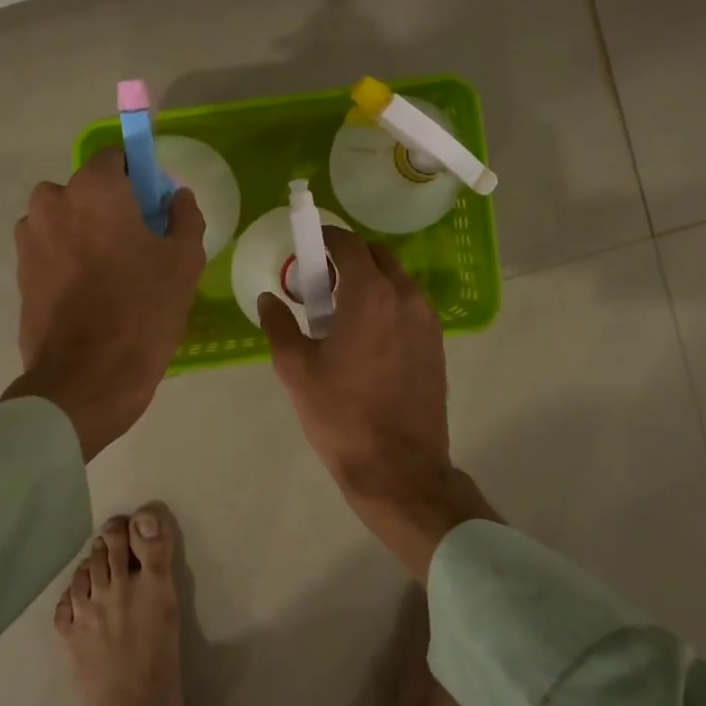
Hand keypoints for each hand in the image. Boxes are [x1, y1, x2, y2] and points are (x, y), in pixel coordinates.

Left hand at [3, 147, 205, 459]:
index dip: (140, 179)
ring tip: (114, 276)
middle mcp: (52, 202)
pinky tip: (93, 295)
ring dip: (88, 234)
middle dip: (112, 208)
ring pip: (67, 221)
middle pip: (88, 190)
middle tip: (140, 247)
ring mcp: (29, 238)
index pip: (117, 158)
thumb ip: (185, 217)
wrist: (85, 379)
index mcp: (94, 189)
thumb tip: (176, 197)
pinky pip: (52, 251)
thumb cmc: (141, 312)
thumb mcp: (184, 262)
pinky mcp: (19, 272)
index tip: (156, 209)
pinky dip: (70, 261)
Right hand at [258, 227, 493, 576]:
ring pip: (397, 282)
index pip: (349, 245)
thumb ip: (280, 325)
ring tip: (342, 313)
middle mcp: (406, 297)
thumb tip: (268, 299)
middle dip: (349, 258)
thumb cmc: (341, 415)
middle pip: (378, 257)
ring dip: (370, 282)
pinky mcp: (437, 345)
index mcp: (371, 295)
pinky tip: (367, 337)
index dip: (325, 238)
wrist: (398, 467)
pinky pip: (410, 308)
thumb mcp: (296, 369)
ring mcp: (428, 321)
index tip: (307, 246)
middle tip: (321, 282)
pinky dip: (388, 305)